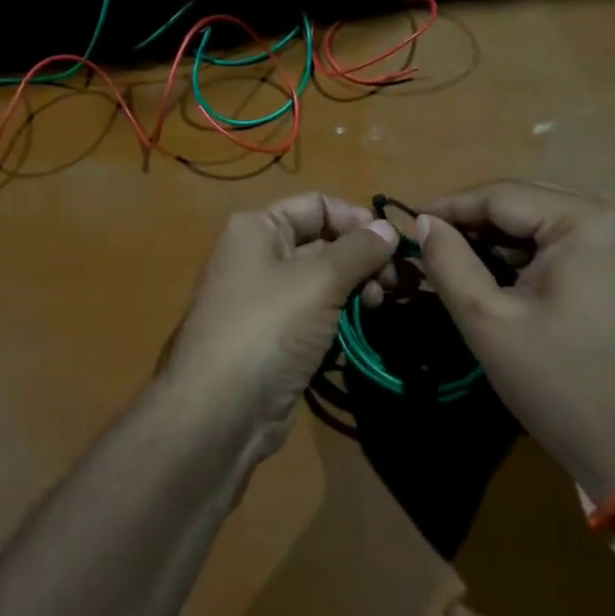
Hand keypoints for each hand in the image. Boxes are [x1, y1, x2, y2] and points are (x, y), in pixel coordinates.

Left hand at [162, 192, 396, 457]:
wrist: (220, 410)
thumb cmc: (268, 326)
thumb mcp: (319, 279)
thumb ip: (359, 250)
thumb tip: (387, 228)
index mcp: (258, 228)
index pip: (317, 205)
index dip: (356, 219)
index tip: (391, 244)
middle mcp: (259, 255)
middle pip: (322, 241)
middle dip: (362, 256)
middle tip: (394, 283)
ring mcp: (266, 298)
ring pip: (323, 279)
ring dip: (356, 286)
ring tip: (379, 304)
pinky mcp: (277, 336)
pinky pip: (316, 312)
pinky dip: (342, 313)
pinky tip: (363, 323)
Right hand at [416, 181, 614, 495]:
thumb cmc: (558, 383)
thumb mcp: (487, 320)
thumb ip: (449, 262)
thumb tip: (426, 223)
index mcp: (591, 223)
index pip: (506, 196)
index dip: (453, 206)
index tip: (413, 220)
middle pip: (533, 203)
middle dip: (481, 219)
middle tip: (434, 239)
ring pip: (555, 222)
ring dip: (509, 237)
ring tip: (464, 256)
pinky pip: (580, 243)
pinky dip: (541, 252)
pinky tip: (510, 273)